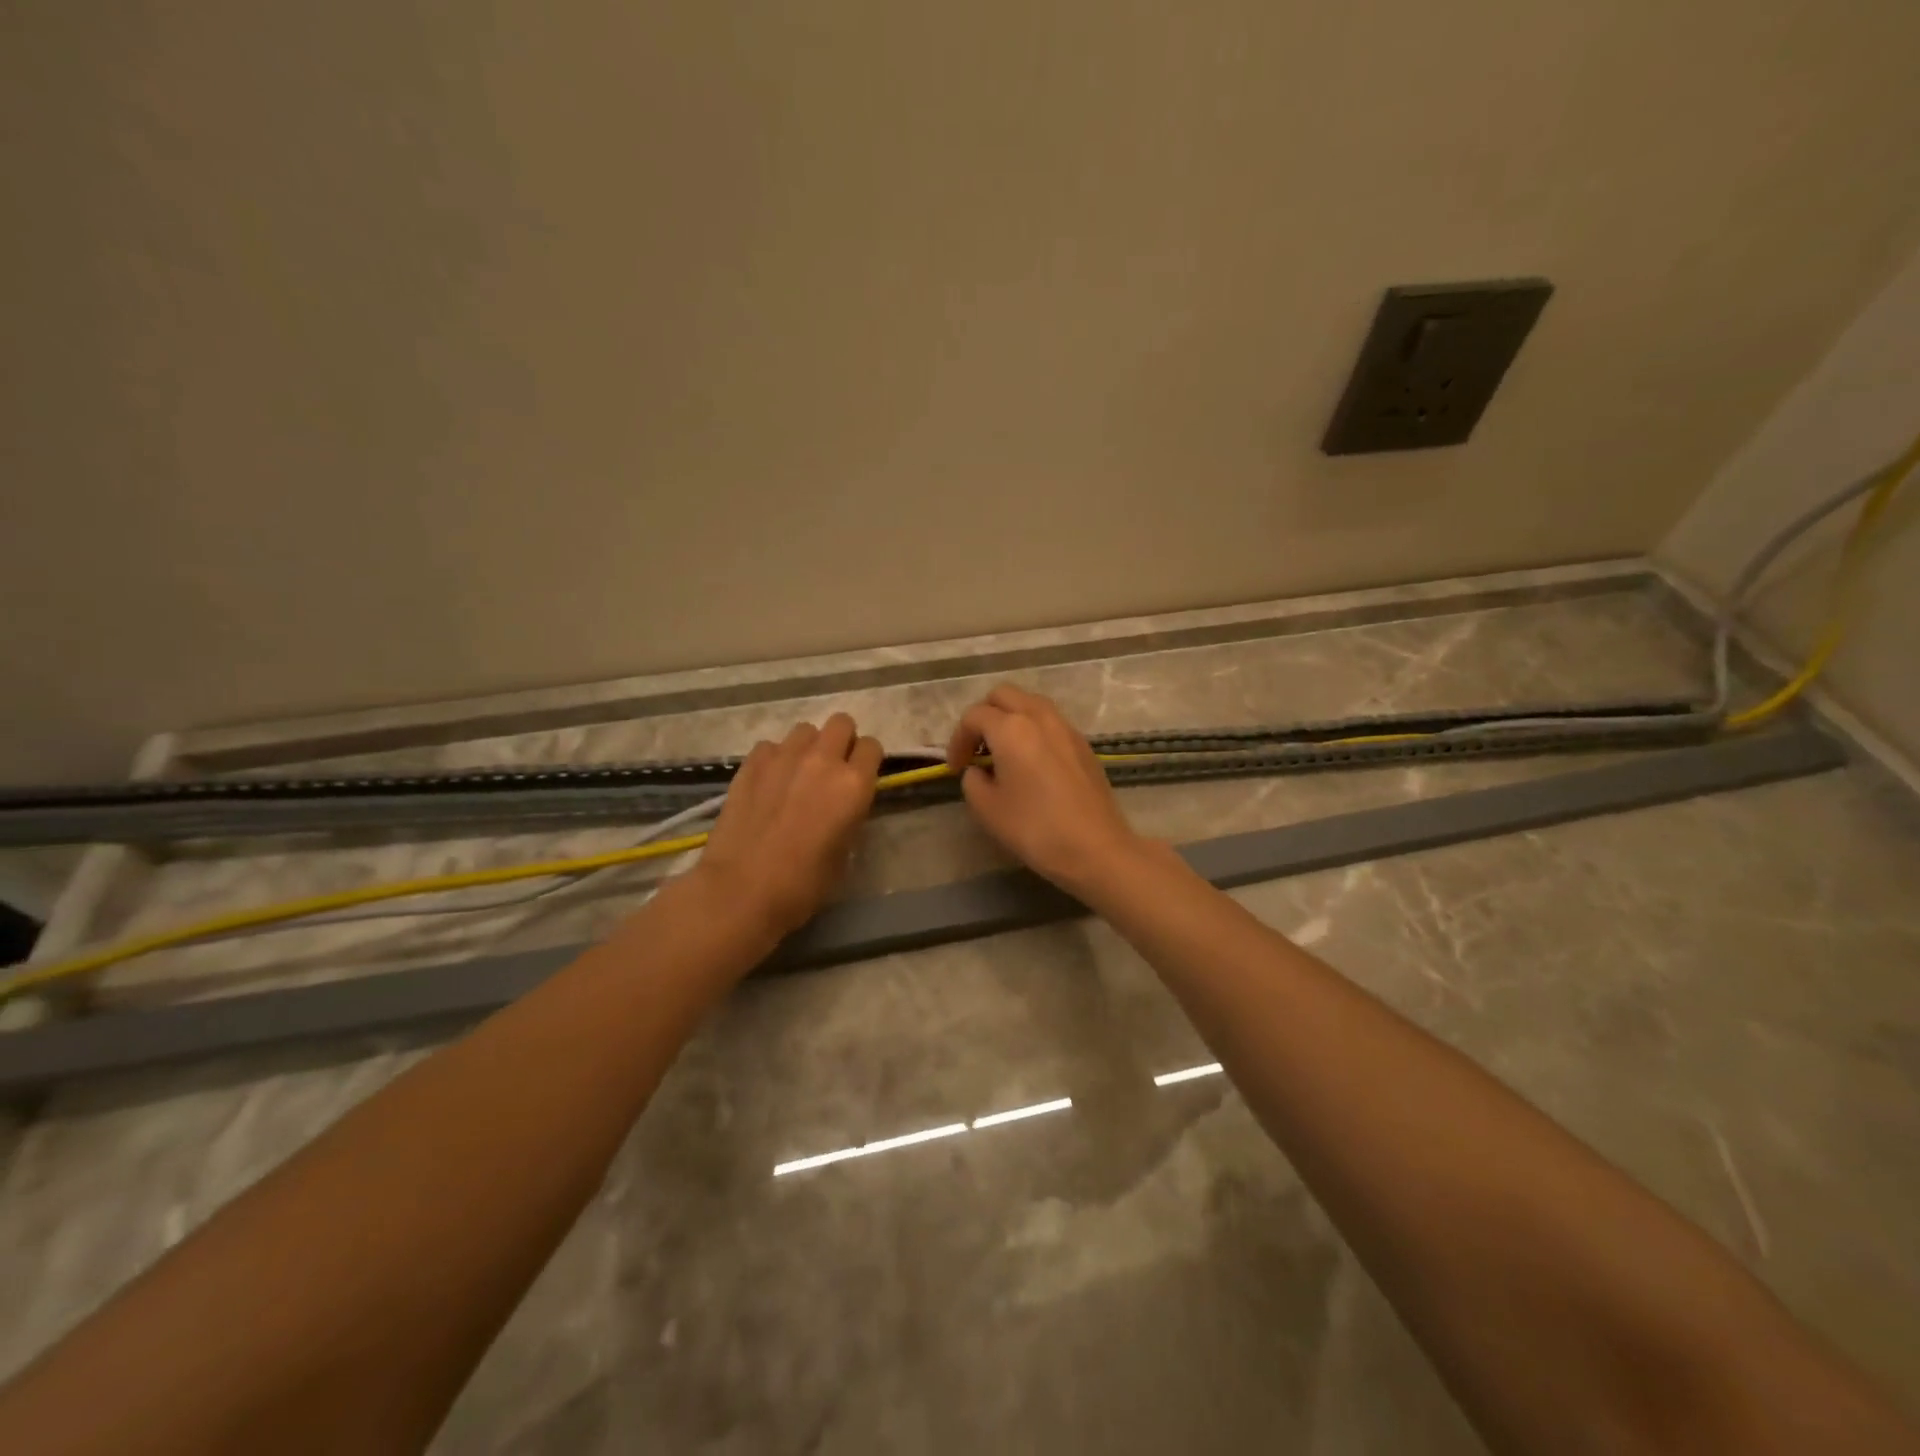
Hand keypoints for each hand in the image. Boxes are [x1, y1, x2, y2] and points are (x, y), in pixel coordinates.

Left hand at [694, 713, 883, 940]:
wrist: (742, 889)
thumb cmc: (803, 884)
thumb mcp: (844, 853)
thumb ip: (849, 816)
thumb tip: (841, 805)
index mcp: (854, 785)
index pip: (872, 747)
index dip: (867, 761)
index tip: (860, 777)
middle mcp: (823, 760)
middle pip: (841, 723)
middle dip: (842, 741)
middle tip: (832, 769)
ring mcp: (784, 757)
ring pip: (805, 730)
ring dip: (808, 747)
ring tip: (797, 774)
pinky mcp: (752, 763)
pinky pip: (771, 746)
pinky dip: (774, 759)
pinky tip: (768, 783)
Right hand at [945, 684, 1146, 896]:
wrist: (1095, 848)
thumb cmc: (1035, 828)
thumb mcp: (987, 809)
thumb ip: (973, 781)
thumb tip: (979, 771)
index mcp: (1011, 729)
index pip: (974, 716)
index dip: (957, 739)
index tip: (955, 768)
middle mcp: (1039, 717)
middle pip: (1003, 695)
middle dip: (984, 716)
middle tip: (977, 749)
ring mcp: (1066, 727)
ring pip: (1030, 704)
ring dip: (1010, 719)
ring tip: (1003, 753)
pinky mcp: (1083, 744)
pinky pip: (1050, 722)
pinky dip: (1033, 730)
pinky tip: (1031, 763)